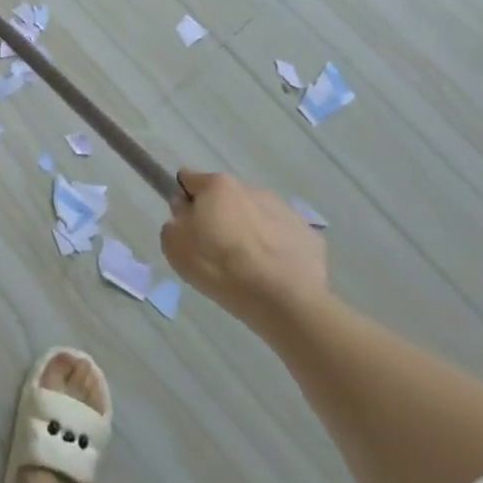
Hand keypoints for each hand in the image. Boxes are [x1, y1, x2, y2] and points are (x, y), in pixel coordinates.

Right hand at [160, 170, 327, 317]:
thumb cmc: (222, 268)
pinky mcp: (308, 235)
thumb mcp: (176, 248)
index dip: (184, 202)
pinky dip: (275, 249)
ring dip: (248, 232)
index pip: (189, 180)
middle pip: (225, 199)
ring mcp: (284, 210)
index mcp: (218, 186)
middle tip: (216, 252)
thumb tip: (186, 214)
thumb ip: (173, 223)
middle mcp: (251, 188)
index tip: (186, 227)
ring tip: (249, 268)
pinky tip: (273, 274)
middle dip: (219, 218)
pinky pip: (282, 237)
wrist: (286, 301)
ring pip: (256, 216)